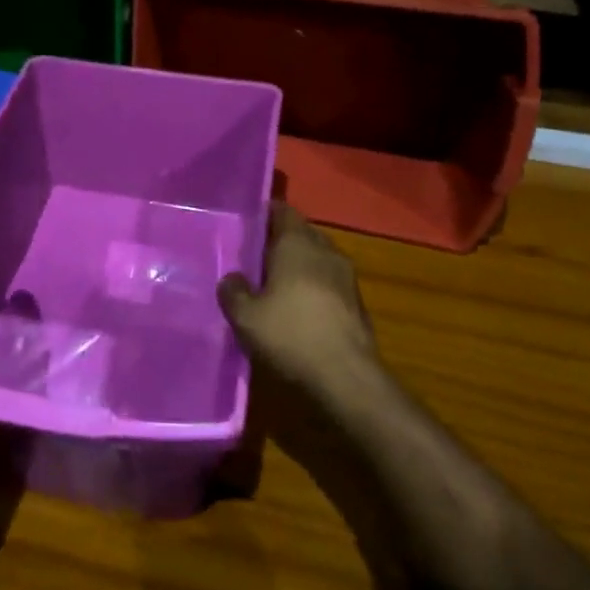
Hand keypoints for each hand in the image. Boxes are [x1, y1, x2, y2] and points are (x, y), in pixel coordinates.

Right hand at [218, 204, 379, 398]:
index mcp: (297, 243)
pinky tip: (299, 309)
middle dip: (282, 241)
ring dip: (300, 267)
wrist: (346, 378)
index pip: (283, 211)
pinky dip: (314, 289)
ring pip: (318, 260)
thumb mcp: (245, 317)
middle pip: (302, 234)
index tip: (249, 222)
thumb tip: (232, 278)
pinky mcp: (358, 304)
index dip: (266, 214)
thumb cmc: (290, 335)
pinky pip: (330, 284)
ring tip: (276, 284)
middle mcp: (326, 251)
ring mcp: (347, 277)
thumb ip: (233, 292)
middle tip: (256, 255)